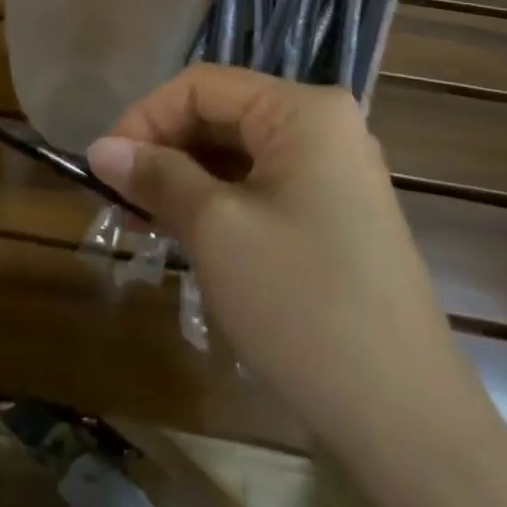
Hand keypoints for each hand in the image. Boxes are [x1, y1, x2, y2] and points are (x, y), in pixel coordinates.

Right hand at [87, 66, 480, 452]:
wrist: (406, 420)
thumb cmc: (302, 304)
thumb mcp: (215, 229)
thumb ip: (156, 176)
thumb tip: (100, 148)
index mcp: (303, 110)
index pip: (202, 85)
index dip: (144, 117)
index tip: (104, 165)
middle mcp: (323, 126)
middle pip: (220, 115)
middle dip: (162, 151)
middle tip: (116, 198)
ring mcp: (334, 172)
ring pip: (237, 154)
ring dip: (183, 180)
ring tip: (139, 221)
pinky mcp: (334, 215)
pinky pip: (260, 188)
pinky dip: (215, 203)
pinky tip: (182, 235)